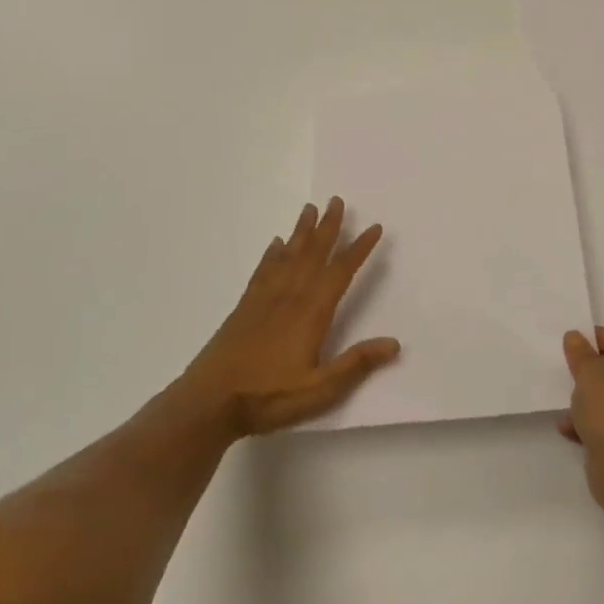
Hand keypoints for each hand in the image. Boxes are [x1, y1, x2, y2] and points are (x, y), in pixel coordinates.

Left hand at [176, 198, 399, 440]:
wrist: (208, 403)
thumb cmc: (268, 396)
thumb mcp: (319, 389)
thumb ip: (356, 364)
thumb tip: (394, 343)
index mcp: (311, 313)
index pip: (340, 272)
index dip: (359, 249)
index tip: (374, 227)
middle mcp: (289, 297)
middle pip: (313, 254)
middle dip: (328, 227)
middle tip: (337, 200)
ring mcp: (263, 299)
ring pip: (288, 256)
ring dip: (301, 231)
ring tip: (310, 208)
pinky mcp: (244, 308)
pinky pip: (262, 271)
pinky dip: (272, 254)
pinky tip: (276, 243)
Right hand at [559, 327, 603, 499]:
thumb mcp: (589, 372)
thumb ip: (580, 353)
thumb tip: (575, 337)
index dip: (598, 339)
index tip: (574, 344)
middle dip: (596, 373)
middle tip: (571, 372)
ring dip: (593, 401)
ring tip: (566, 404)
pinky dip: (597, 425)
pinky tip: (570, 429)